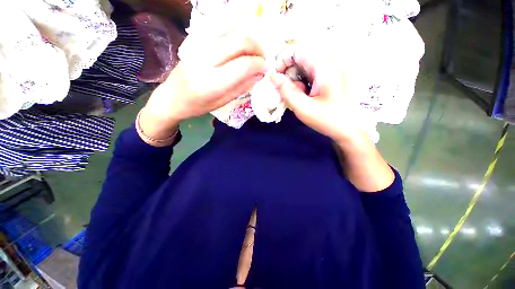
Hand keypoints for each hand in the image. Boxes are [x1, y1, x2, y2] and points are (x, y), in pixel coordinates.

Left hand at [139, 32, 266, 142]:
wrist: (171, 96)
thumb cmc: (198, 105)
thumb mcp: (222, 102)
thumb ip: (242, 87)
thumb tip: (260, 74)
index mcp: (212, 83)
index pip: (243, 65)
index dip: (259, 64)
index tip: (266, 69)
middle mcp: (206, 60)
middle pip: (239, 41)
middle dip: (258, 47)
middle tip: (263, 58)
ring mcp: (200, 47)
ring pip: (232, 32)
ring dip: (249, 41)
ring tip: (255, 54)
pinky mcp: (197, 42)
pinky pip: (223, 34)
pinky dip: (238, 39)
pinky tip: (242, 50)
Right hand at [270, 49, 364, 143]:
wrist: (349, 130)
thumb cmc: (327, 120)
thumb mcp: (303, 108)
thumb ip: (287, 92)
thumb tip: (274, 77)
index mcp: (325, 69)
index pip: (300, 52)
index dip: (284, 60)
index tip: (277, 77)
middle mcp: (330, 65)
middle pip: (303, 59)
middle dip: (290, 73)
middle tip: (285, 90)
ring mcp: (332, 72)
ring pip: (307, 68)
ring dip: (297, 79)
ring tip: (297, 96)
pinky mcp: (332, 79)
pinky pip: (313, 75)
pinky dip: (304, 84)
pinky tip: (305, 96)